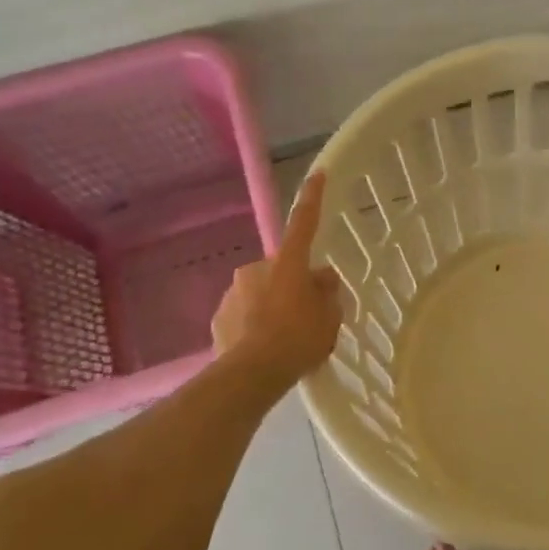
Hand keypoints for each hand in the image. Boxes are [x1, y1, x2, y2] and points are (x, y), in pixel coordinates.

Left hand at [212, 170, 344, 384]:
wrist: (250, 375)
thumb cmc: (298, 339)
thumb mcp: (330, 318)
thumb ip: (328, 293)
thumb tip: (323, 278)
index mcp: (288, 263)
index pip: (304, 222)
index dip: (313, 198)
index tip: (317, 174)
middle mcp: (257, 268)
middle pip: (282, 269)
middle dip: (293, 284)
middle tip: (308, 314)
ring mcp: (234, 292)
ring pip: (261, 292)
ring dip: (272, 306)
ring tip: (285, 339)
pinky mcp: (219, 318)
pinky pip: (243, 315)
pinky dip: (254, 325)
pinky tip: (263, 349)